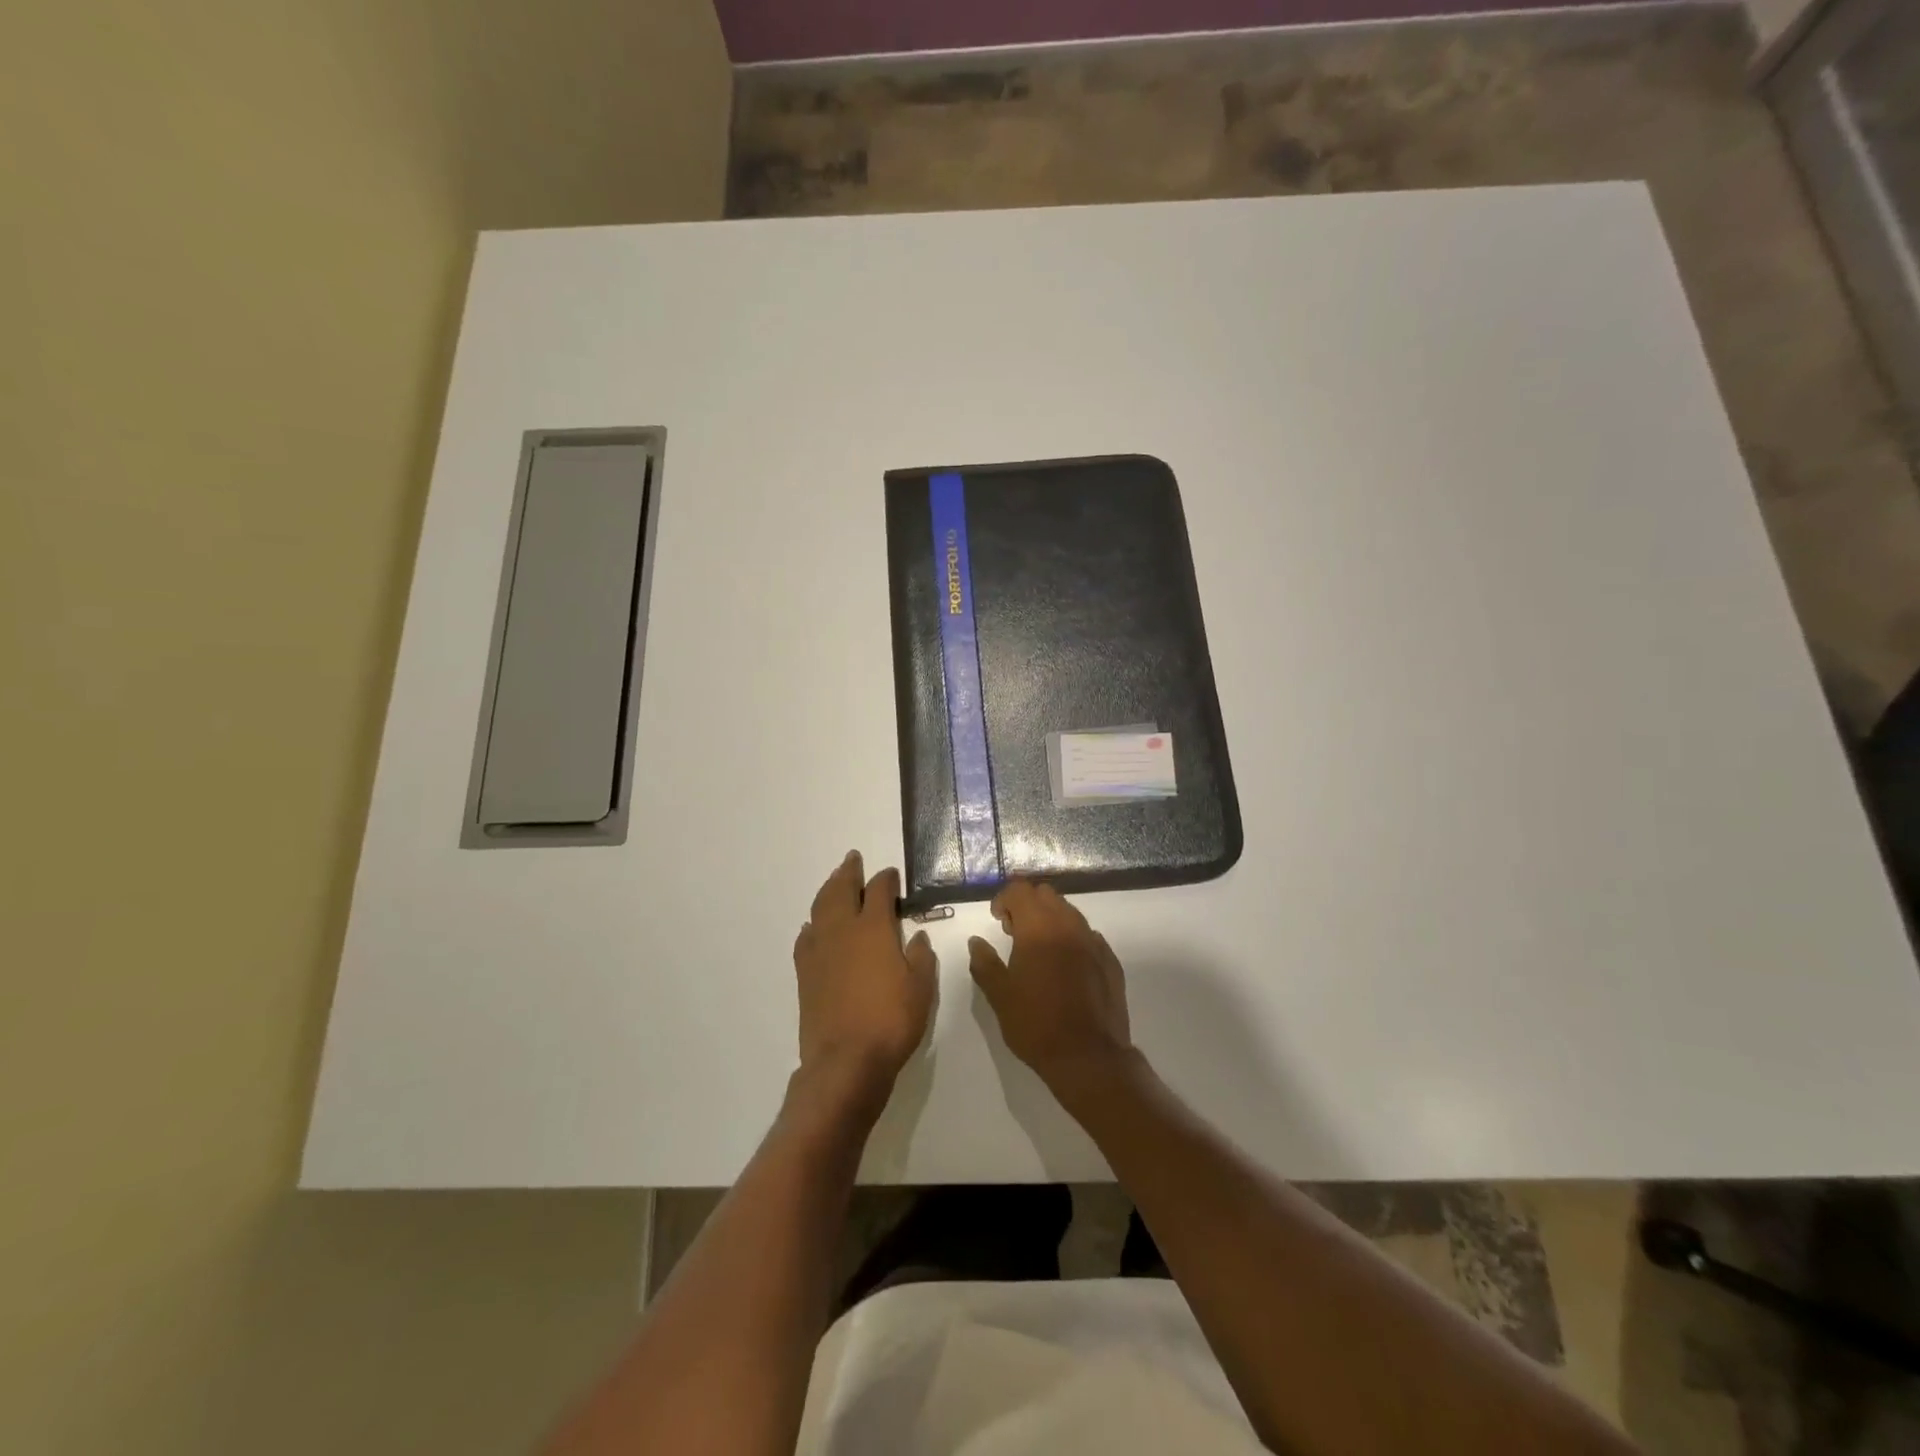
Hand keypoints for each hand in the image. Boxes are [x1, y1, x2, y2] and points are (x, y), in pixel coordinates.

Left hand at [793, 852, 936, 1094]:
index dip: (886, 879)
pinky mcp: (804, 973)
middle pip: (841, 889)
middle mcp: (843, 931)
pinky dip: (812, 924)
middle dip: (849, 872)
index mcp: (873, 928)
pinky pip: (806, 937)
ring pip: (820, 908)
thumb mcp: (921, 988)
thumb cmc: (891, 1022)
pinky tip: (814, 926)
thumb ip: (921, 958)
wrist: (845, 1061)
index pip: (879, 891)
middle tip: (853, 859)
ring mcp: (819, 950)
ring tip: (834, 881)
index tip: (892, 875)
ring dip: (828, 889)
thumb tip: (916, 938)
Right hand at [967, 881, 1132, 1095]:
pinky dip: (1072, 939)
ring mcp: (1093, 941)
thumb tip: (976, 942)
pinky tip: (1065, 966)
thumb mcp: (999, 996)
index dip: (1004, 899)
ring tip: (1039, 949)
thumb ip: (984, 963)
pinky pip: (1088, 936)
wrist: (1088, 1056)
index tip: (997, 920)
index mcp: (1039, 927)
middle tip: (1014, 931)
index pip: (1020, 890)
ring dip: (1051, 920)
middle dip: (1028, 904)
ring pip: (1069, 913)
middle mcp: (1069, 925)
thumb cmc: (1036, 1023)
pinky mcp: (1110, 960)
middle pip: (1046, 895)